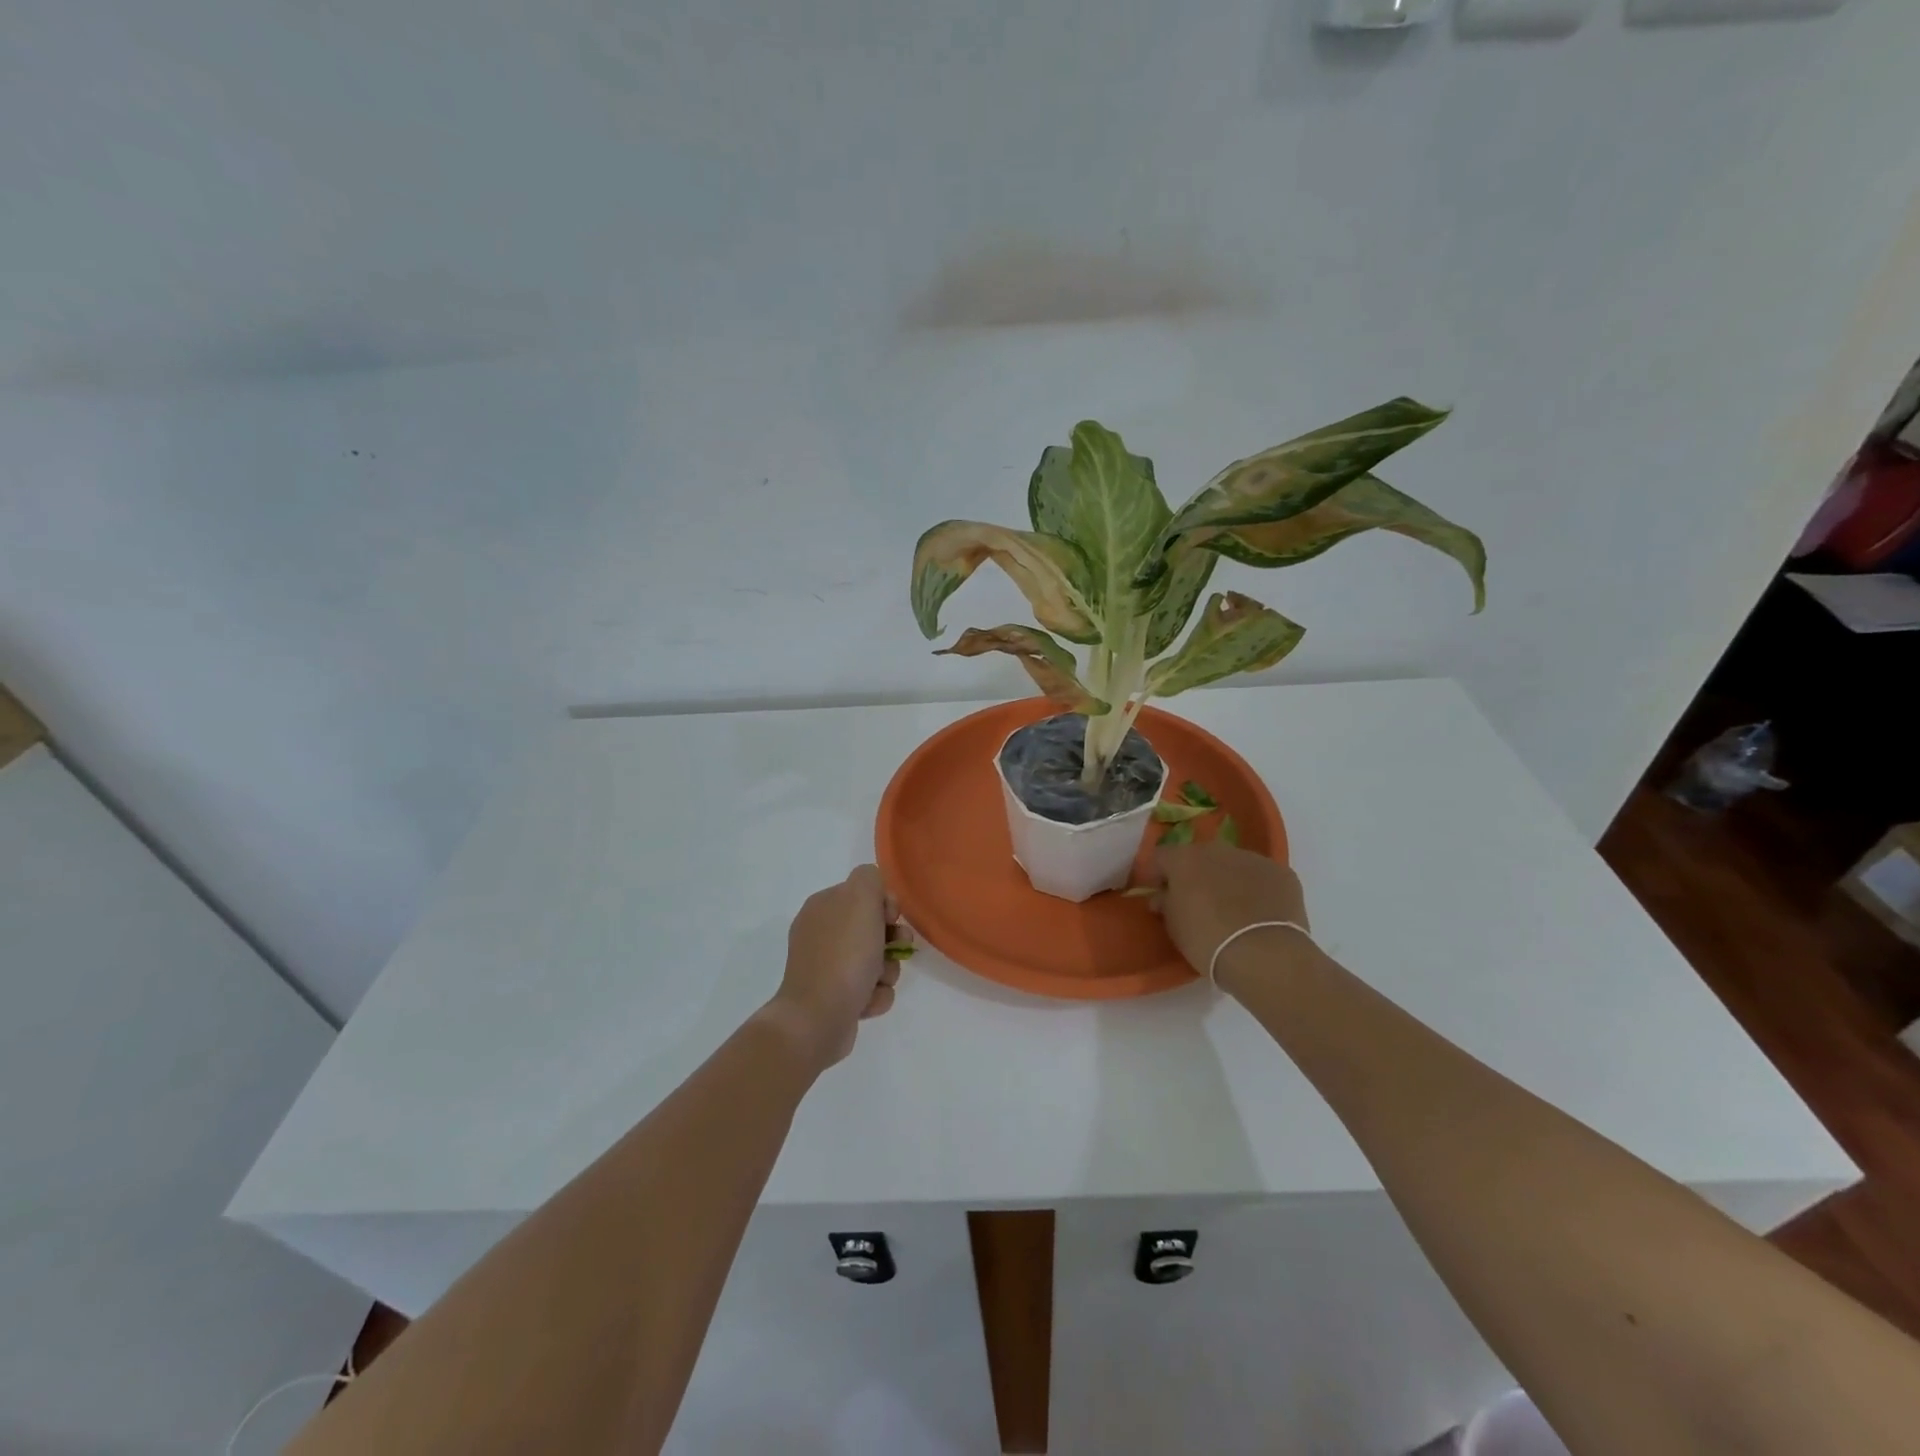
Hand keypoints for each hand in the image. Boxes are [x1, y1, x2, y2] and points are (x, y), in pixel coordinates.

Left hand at [763, 865, 906, 1069]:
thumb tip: (876, 893)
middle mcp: (821, 934)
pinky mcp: (834, 998)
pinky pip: (869, 989)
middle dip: (891, 941)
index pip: (864, 893)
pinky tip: (866, 1002)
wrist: (818, 1018)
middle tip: (895, 950)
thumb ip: (870, 878)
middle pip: (873, 928)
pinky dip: (874, 995)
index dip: (885, 904)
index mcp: (822, 906)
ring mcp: (825, 968)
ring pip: (876, 961)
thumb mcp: (860, 898)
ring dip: (886, 972)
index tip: (890, 918)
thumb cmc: (843, 955)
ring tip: (876, 982)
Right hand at [1145, 841, 1310, 988]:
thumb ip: (1165, 903)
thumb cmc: (1207, 940)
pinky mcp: (1283, 874)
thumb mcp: (1173, 925)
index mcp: (1184, 858)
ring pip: (1233, 864)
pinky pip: (1261, 878)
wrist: (1265, 955)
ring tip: (1230, 909)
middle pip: (1199, 856)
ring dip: (1227, 880)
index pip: (1161, 857)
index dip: (1156, 875)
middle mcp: (1217, 850)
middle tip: (1194, 901)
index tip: (1157, 893)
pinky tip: (1258, 914)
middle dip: (1194, 874)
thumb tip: (1163, 896)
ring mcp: (1254, 858)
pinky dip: (1256, 890)